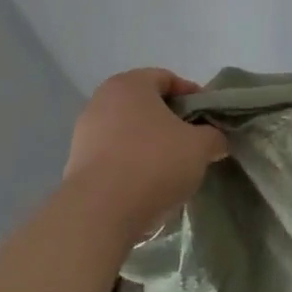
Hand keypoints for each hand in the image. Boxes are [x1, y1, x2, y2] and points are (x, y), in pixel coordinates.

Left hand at [61, 69, 227, 243]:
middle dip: (171, 121)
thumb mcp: (200, 146)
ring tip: (172, 167)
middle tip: (193, 140)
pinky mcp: (76, 164)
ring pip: (128, 131)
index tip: (208, 117)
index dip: (192, 95)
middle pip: (145, 105)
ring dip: (151, 144)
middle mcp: (102, 101)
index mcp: (130, 85)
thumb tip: (215, 141)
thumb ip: (214, 136)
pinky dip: (132, 164)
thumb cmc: (154, 163)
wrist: (100, 212)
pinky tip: (148, 185)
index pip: (167, 78)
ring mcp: (84, 133)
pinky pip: (114, 156)